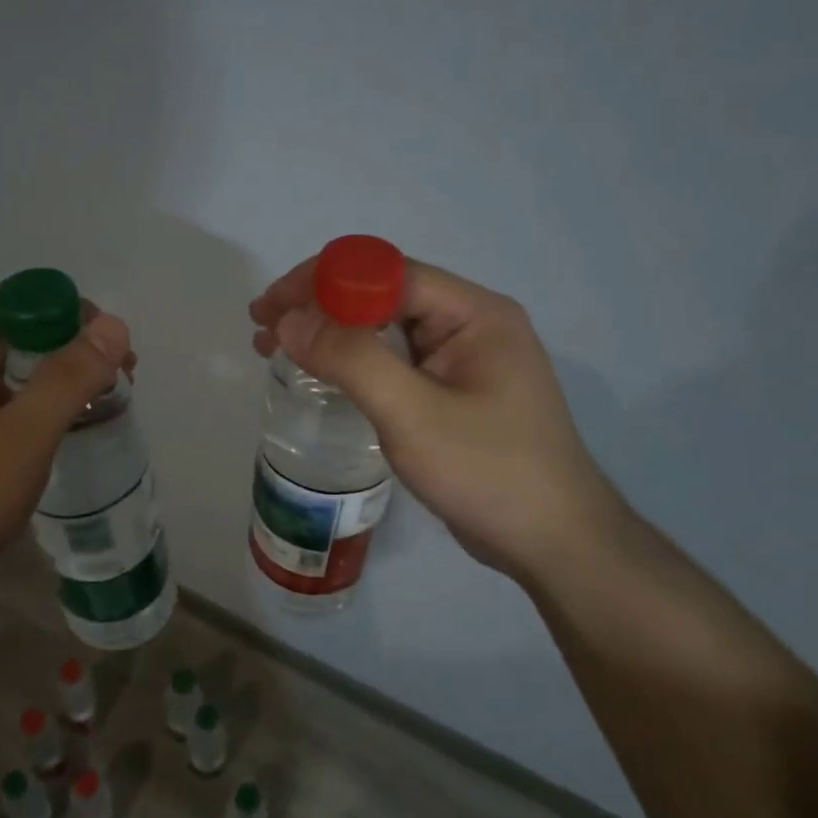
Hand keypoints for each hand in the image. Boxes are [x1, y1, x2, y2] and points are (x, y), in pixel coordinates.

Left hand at [0, 288, 132, 591]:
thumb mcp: (25, 437)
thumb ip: (69, 377)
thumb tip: (113, 324)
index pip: (22, 297)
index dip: (73, 314)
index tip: (110, 355)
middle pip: (15, 324)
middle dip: (70, 344)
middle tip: (114, 383)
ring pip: (4, 357)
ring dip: (51, 371)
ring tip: (92, 406)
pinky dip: (26, 393)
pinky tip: (49, 425)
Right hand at [250, 256, 622, 585]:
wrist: (554, 544)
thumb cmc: (489, 474)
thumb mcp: (413, 415)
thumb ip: (352, 360)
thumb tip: (290, 319)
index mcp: (474, 313)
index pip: (386, 273)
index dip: (322, 281)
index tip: (271, 307)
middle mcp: (470, 324)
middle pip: (382, 294)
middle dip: (318, 306)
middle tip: (262, 329)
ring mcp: (463, 359)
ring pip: (384, 327)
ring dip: (329, 332)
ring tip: (274, 349)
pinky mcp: (453, 391)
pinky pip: (393, 359)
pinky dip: (351, 360)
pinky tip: (321, 375)